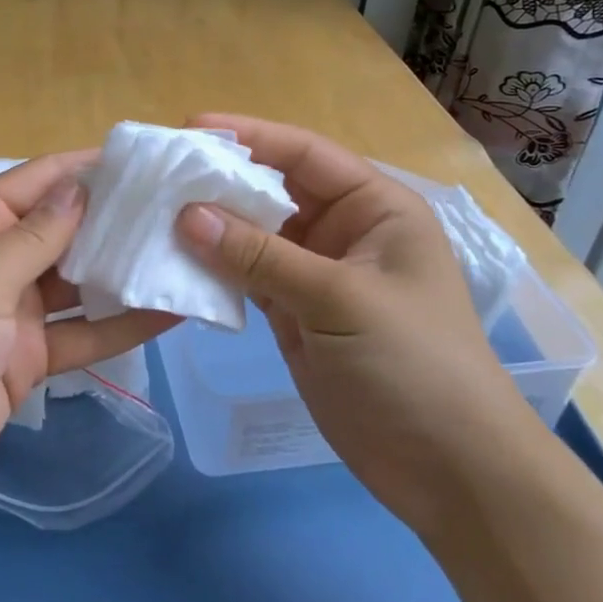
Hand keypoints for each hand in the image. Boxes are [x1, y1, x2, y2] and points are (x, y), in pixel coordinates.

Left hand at [0, 152, 172, 539]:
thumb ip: (30, 239)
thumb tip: (78, 187)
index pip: (38, 181)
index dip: (91, 167)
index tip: (152, 159)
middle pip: (65, 229)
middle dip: (118, 218)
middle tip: (188, 208)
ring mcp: (11, 311)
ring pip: (79, 281)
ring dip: (125, 271)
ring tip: (188, 255)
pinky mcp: (26, 358)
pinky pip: (80, 333)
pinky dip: (120, 326)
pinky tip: (170, 314)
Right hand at [175, 114, 543, 534]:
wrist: (448, 472)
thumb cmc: (413, 365)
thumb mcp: (338, 299)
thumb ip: (260, 255)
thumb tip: (186, 214)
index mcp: (375, 208)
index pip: (305, 154)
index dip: (249, 136)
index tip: (188, 129)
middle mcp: (343, 231)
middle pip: (273, 190)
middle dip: (220, 180)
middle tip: (159, 173)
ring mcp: (315, 274)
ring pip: (254, 234)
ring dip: (211, 225)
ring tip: (153, 212)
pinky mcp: (294, 313)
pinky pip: (246, 276)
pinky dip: (214, 268)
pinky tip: (175, 260)